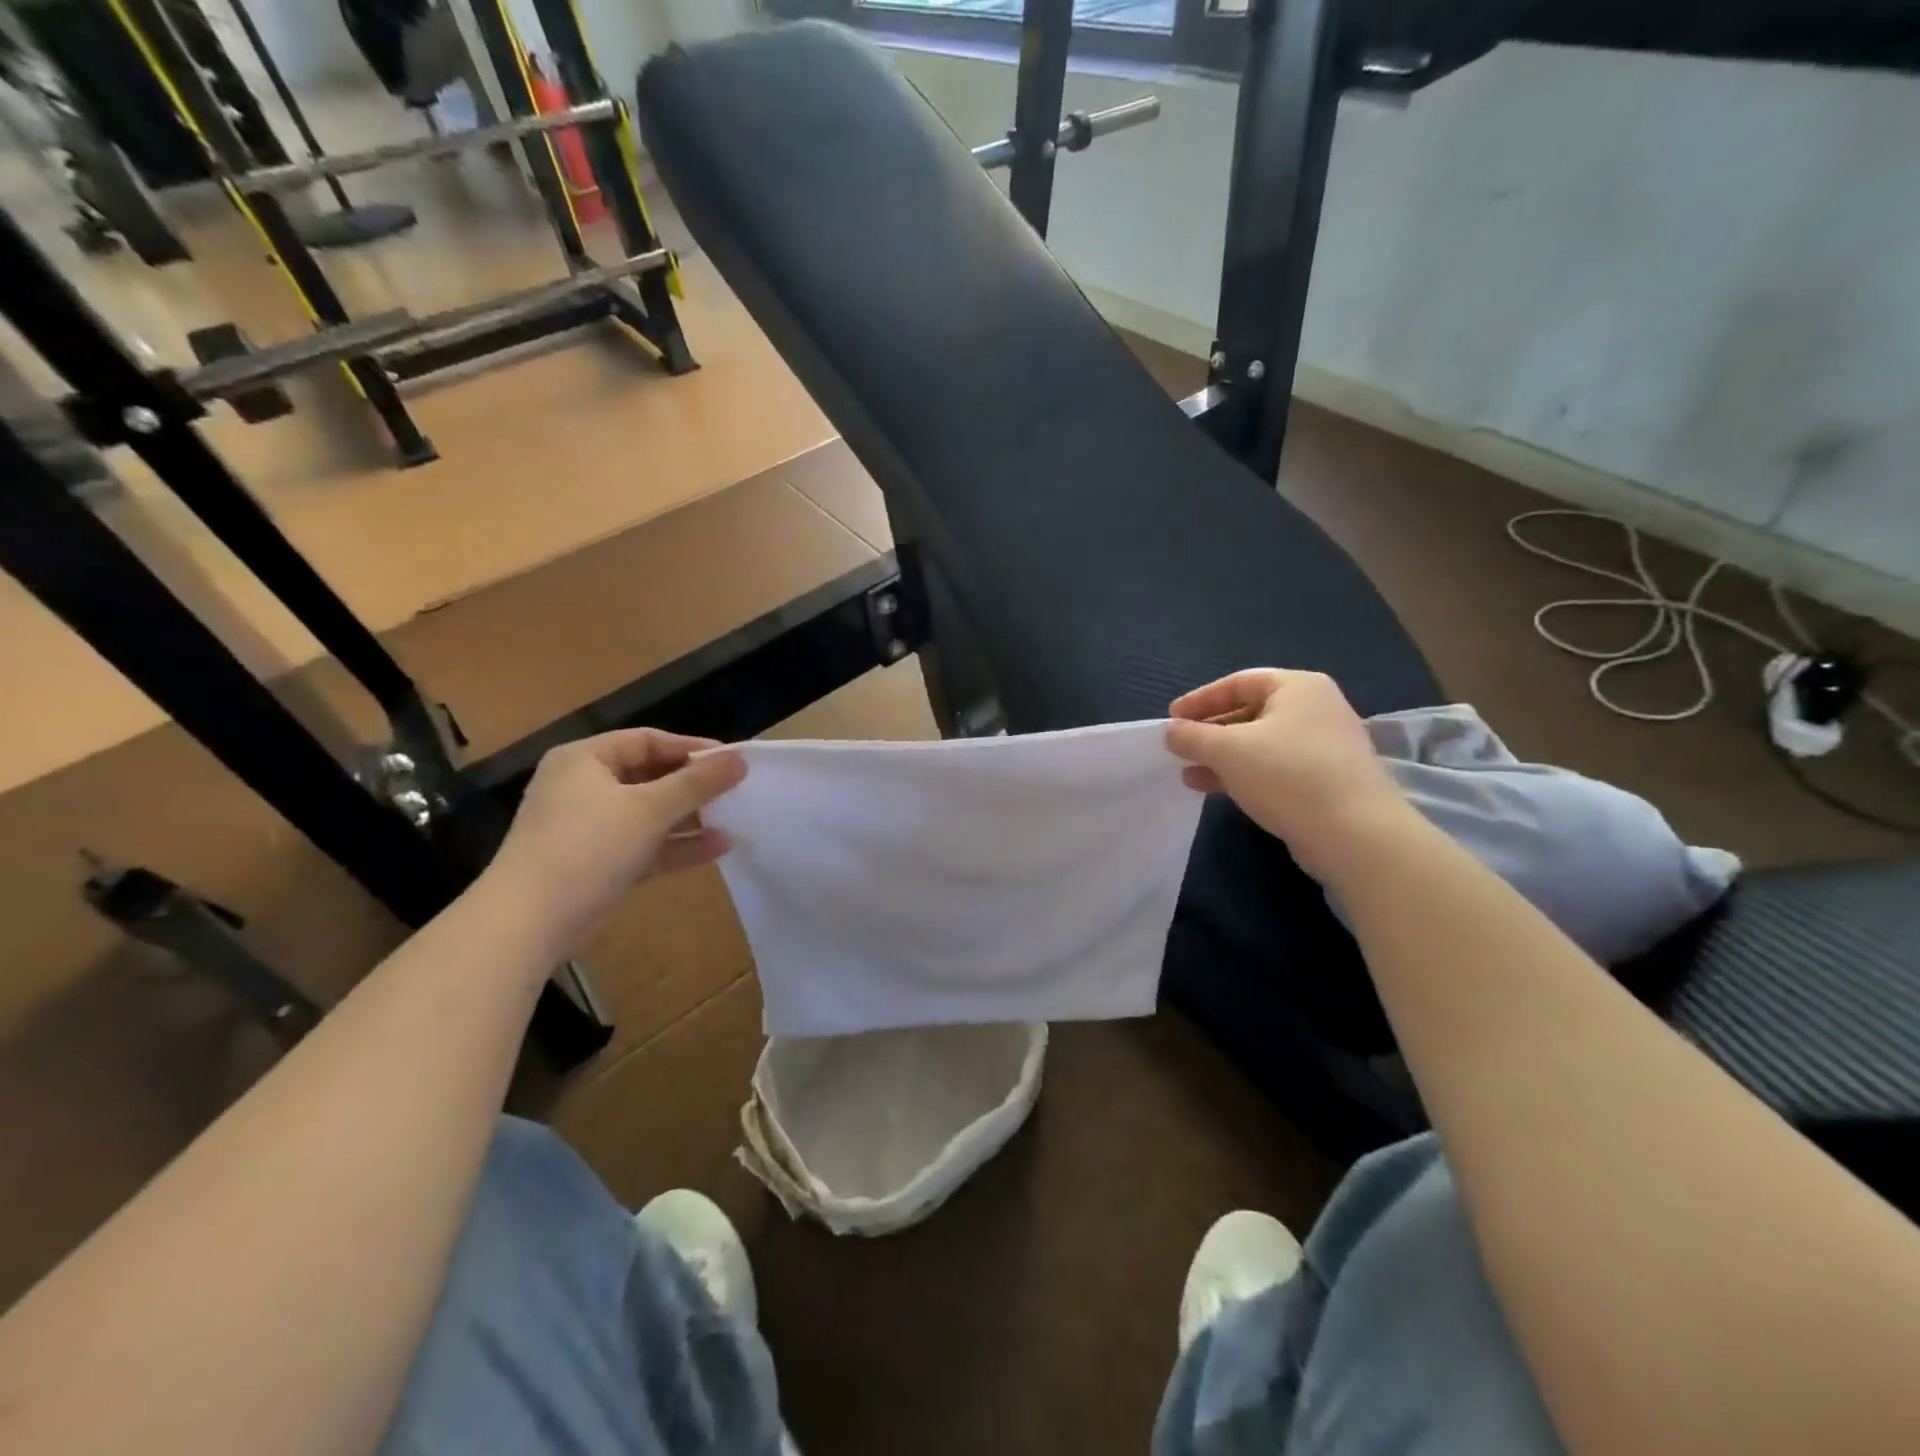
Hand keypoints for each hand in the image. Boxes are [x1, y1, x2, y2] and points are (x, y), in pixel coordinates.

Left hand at [483, 729, 746, 948]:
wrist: (529, 922)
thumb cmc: (587, 847)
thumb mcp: (648, 809)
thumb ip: (697, 783)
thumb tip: (740, 758)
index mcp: (585, 760)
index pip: (647, 741)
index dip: (691, 748)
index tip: (732, 761)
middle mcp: (584, 787)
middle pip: (650, 776)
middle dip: (693, 786)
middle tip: (735, 789)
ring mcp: (590, 827)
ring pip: (649, 813)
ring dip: (690, 817)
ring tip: (734, 818)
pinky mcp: (599, 862)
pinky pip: (645, 844)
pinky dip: (676, 844)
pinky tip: (718, 847)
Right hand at [1166, 669, 1408, 874]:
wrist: (1355, 834)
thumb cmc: (1287, 775)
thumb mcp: (1228, 750)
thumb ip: (1192, 736)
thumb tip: (1170, 731)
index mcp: (1298, 687)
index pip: (1238, 682)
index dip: (1200, 700)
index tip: (1171, 718)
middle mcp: (1315, 709)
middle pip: (1249, 712)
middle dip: (1210, 732)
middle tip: (1179, 748)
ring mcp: (1324, 746)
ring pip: (1260, 744)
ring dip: (1221, 757)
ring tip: (1189, 774)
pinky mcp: (1325, 780)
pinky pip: (1274, 768)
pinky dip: (1243, 774)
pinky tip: (1216, 790)